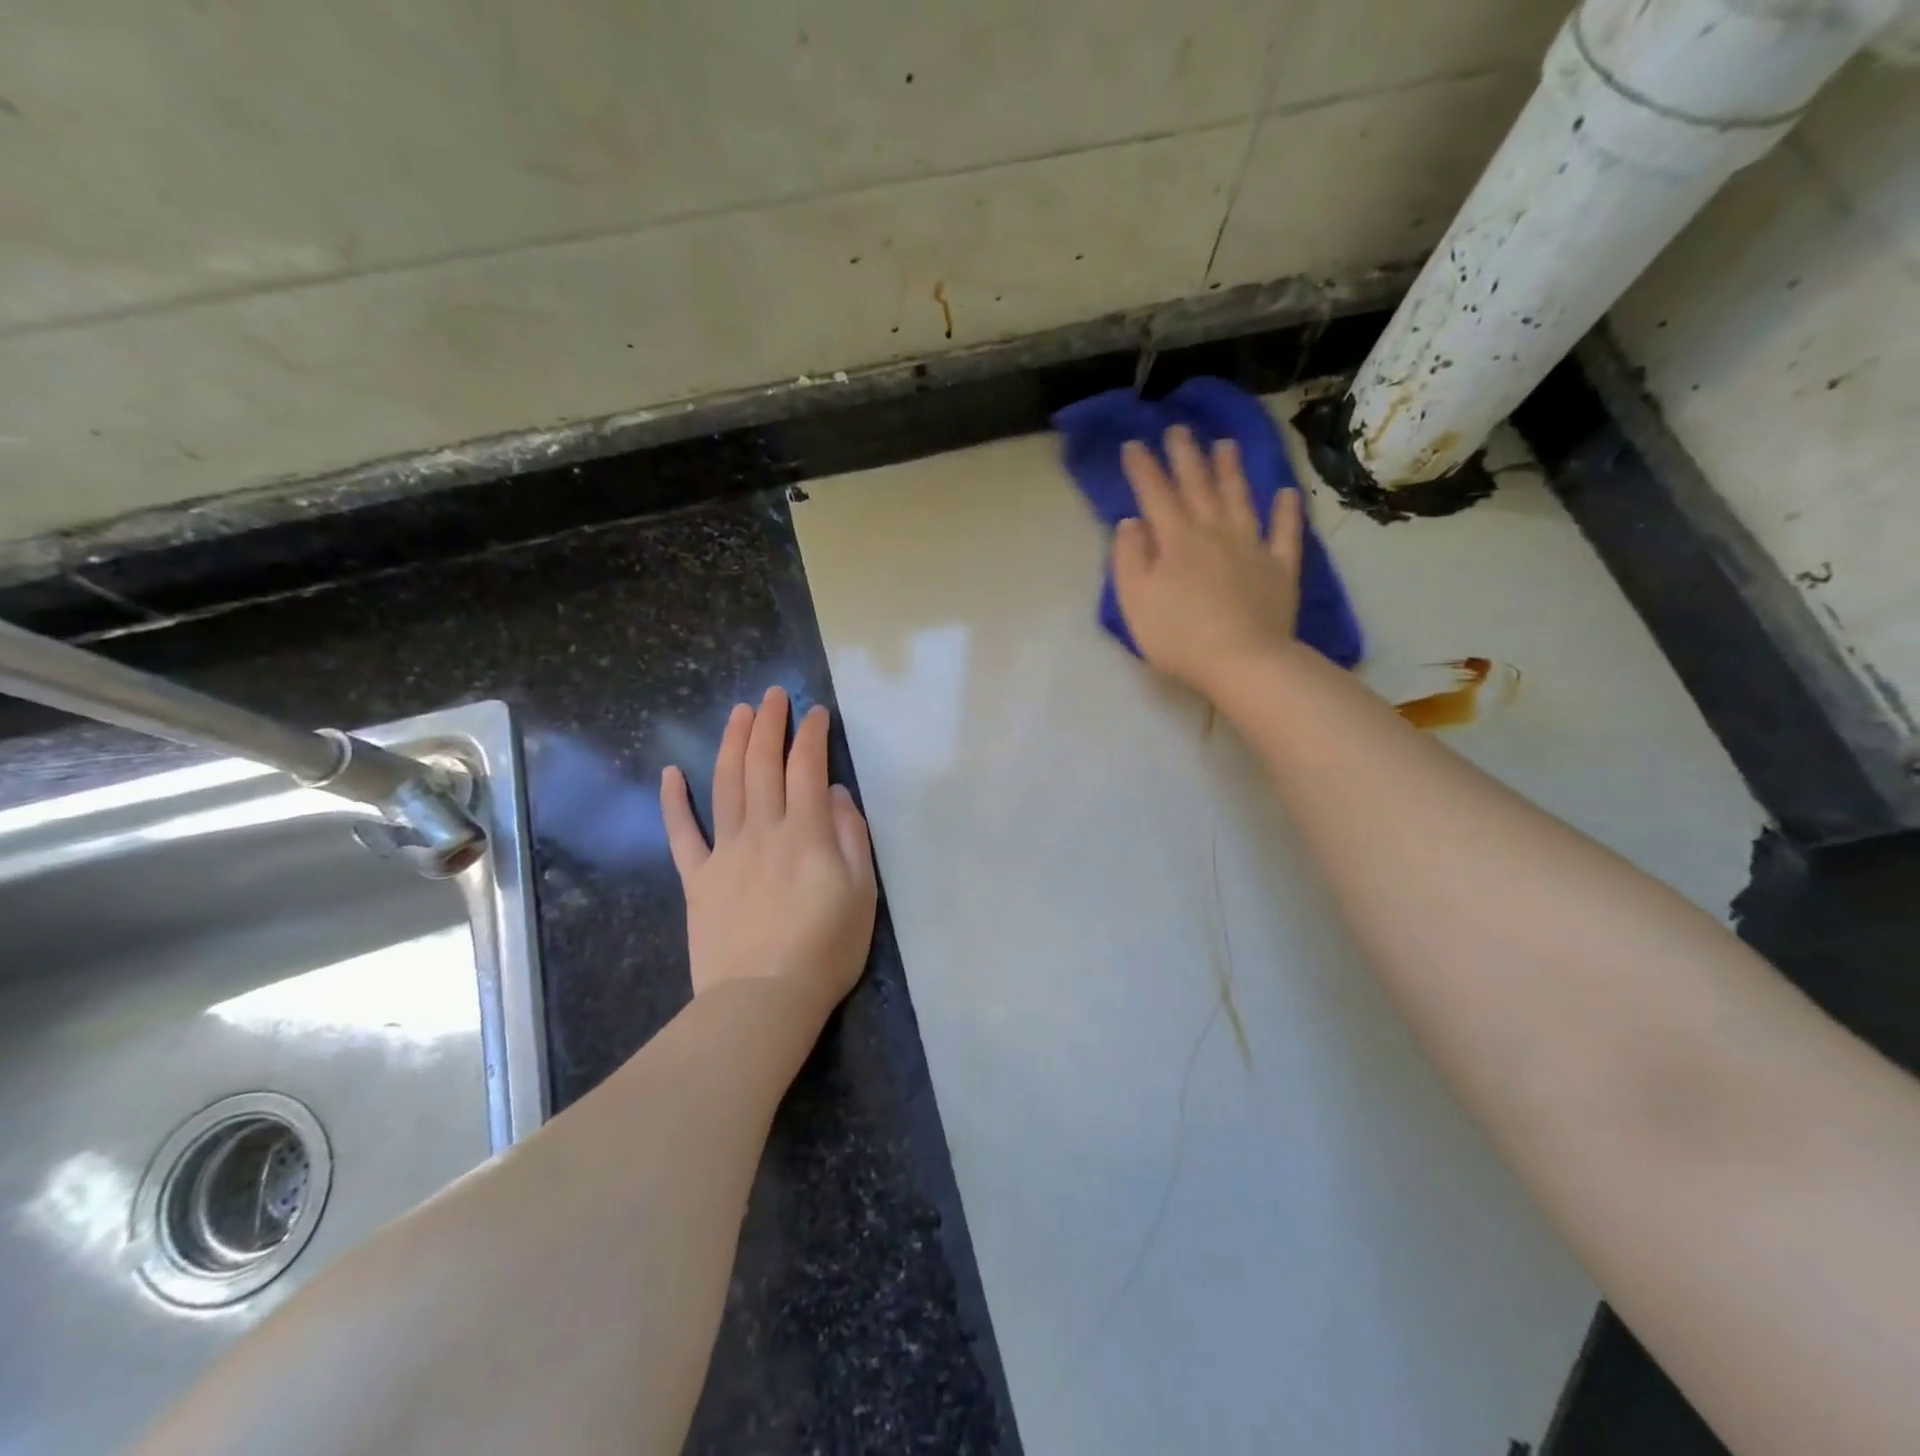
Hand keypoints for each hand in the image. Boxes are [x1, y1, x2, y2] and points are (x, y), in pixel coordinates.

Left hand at [661, 688, 876, 1016]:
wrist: (762, 1000)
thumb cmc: (825, 950)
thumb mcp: (862, 894)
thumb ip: (850, 837)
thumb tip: (835, 794)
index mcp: (805, 833)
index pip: (807, 768)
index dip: (810, 735)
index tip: (815, 712)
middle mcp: (762, 831)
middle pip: (761, 765)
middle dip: (768, 725)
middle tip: (772, 695)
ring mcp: (724, 853)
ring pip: (725, 785)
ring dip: (730, 744)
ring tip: (737, 713)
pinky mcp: (697, 879)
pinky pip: (682, 834)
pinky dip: (674, 802)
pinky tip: (671, 774)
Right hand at [1111, 426, 1303, 699]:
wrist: (1242, 661)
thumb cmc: (1178, 636)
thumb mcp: (1134, 600)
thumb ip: (1128, 558)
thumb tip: (1131, 522)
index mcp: (1175, 539)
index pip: (1155, 494)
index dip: (1143, 468)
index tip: (1134, 444)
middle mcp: (1214, 531)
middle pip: (1198, 486)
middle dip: (1186, 456)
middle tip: (1179, 429)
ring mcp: (1252, 546)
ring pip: (1240, 498)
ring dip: (1231, 470)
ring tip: (1225, 444)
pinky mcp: (1280, 567)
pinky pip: (1285, 532)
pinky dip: (1286, 510)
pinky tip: (1286, 493)